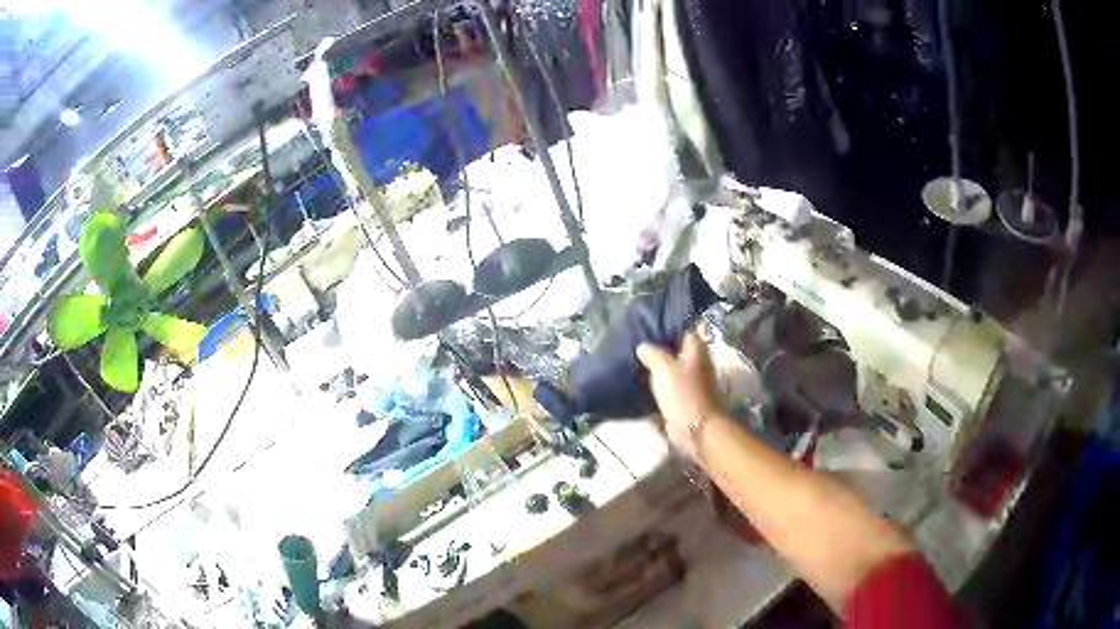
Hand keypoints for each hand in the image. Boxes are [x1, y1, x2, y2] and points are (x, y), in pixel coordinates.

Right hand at [636, 332, 720, 460]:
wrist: (696, 428)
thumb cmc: (683, 393)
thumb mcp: (663, 367)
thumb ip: (651, 353)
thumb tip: (642, 346)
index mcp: (696, 349)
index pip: (684, 329)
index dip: (667, 326)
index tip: (649, 324)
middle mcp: (697, 361)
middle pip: (677, 348)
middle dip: (660, 346)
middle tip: (638, 342)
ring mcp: (692, 380)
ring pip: (672, 366)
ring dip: (658, 365)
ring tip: (637, 360)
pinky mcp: (685, 396)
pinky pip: (670, 383)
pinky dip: (659, 381)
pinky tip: (643, 380)